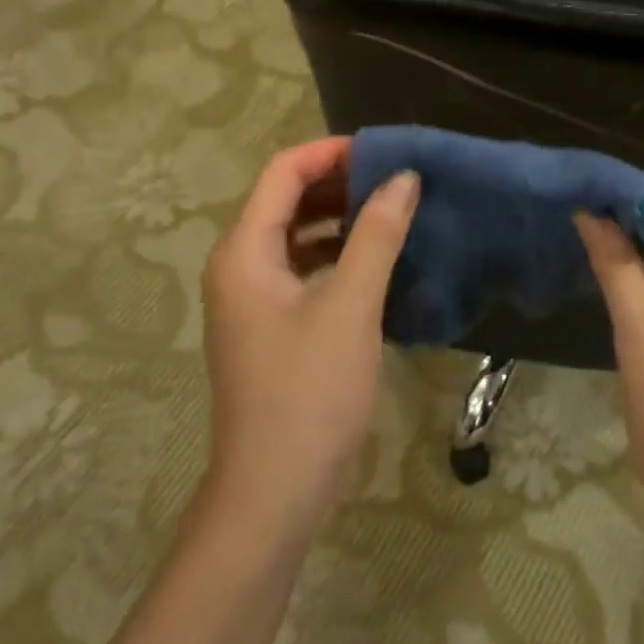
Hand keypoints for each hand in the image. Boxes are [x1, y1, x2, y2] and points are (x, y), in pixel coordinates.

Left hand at [201, 138, 419, 527]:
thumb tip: (404, 178)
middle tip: (396, 180)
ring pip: (296, 237)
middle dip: (339, 184)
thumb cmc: (309, 392)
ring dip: (340, 220)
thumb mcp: (350, 306)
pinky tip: (376, 262)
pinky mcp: (269, 326)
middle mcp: (238, 266)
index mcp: (244, 251)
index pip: (283, 172)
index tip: (384, 151)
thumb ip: (376, 235)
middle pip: (286, 201)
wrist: (274, 491)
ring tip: (393, 213)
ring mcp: (251, 299)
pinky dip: (336, 256)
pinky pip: (301, 270)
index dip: (331, 152)